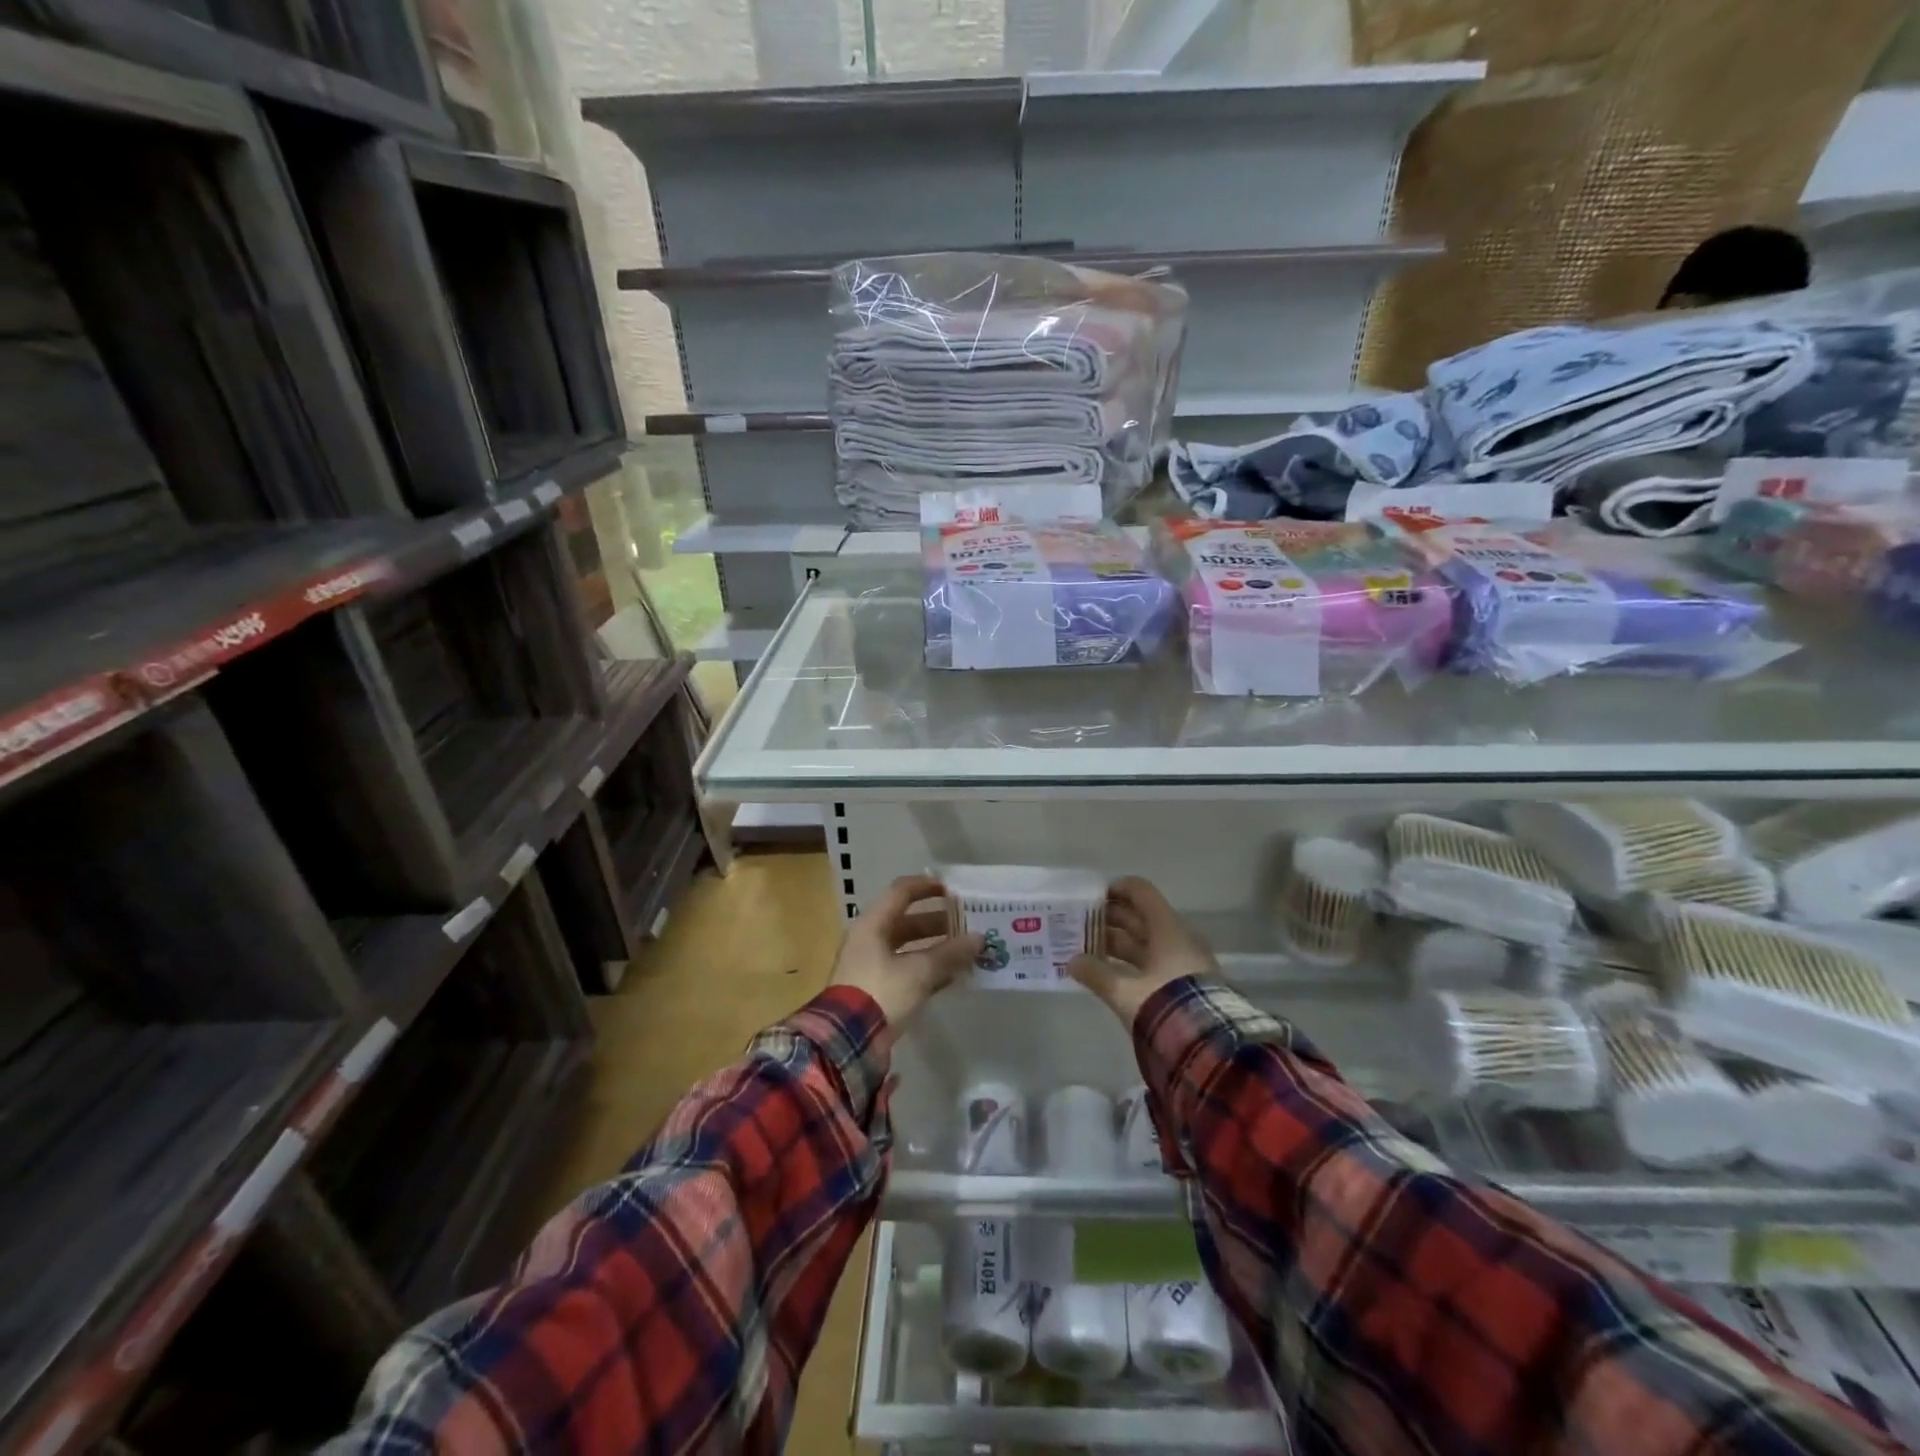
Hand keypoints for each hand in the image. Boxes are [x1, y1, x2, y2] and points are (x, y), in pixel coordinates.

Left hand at [831, 875, 981, 1034]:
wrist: (847, 1041)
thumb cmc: (881, 992)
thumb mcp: (919, 971)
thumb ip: (950, 953)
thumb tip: (979, 938)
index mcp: (873, 925)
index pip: (901, 892)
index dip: (927, 887)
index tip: (953, 890)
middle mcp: (869, 940)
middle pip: (907, 921)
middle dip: (938, 922)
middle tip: (967, 924)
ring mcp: (871, 966)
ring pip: (909, 948)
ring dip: (936, 948)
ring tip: (966, 950)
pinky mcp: (877, 990)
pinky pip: (907, 971)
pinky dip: (928, 970)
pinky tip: (953, 976)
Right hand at [1068, 877, 1215, 1028]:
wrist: (1208, 1047)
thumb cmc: (1165, 1005)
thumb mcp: (1126, 992)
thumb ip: (1097, 975)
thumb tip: (1072, 962)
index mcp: (1167, 929)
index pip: (1141, 892)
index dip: (1117, 889)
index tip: (1092, 897)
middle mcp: (1177, 939)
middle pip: (1141, 917)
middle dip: (1110, 918)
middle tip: (1081, 923)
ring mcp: (1182, 962)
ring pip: (1145, 941)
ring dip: (1118, 942)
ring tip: (1087, 947)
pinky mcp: (1183, 984)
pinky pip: (1152, 961)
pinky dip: (1130, 961)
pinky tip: (1110, 971)